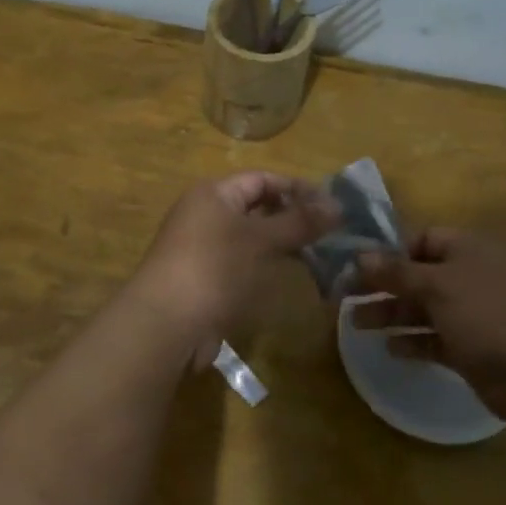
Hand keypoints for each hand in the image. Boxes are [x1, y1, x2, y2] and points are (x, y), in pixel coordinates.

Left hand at [129, 172, 340, 365]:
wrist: (167, 325)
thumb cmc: (214, 268)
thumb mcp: (260, 240)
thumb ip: (299, 221)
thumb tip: (338, 205)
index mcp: (213, 194)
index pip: (262, 179)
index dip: (297, 188)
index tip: (332, 205)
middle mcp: (206, 215)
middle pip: (257, 207)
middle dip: (293, 216)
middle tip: (331, 231)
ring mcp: (205, 248)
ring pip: (252, 237)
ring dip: (283, 243)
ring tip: (320, 252)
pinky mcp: (208, 279)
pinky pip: (244, 262)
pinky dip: (268, 264)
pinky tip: (293, 275)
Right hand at [350, 229, 505, 425]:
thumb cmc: (489, 314)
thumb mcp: (437, 286)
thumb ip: (397, 272)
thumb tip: (360, 256)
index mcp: (465, 250)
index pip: (421, 240)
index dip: (390, 251)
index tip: (356, 266)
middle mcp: (468, 277)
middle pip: (417, 276)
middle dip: (383, 286)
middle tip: (344, 298)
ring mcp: (472, 315)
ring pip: (423, 309)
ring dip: (391, 314)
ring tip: (355, 325)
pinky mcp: (472, 349)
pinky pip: (435, 340)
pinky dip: (413, 342)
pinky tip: (389, 348)